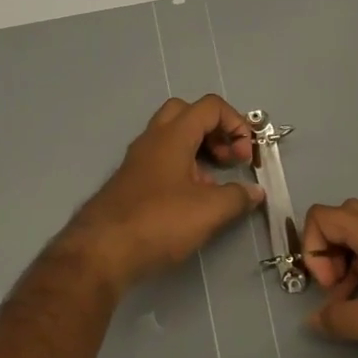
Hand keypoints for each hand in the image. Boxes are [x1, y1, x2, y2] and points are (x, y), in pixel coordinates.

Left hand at [65, 95, 263, 287]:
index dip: (236, 124)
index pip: (210, 107)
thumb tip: (255, 192)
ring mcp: (138, 159)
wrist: (103, 250)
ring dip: (200, 151)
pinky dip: (183, 168)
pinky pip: (162, 160)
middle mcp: (153, 139)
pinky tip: (192, 199)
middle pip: (188, 113)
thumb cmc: (159, 222)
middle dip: (215, 130)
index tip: (246, 156)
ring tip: (215, 184)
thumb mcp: (209, 211)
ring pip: (173, 137)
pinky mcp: (131, 181)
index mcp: (173, 135)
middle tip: (229, 159)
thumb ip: (237, 197)